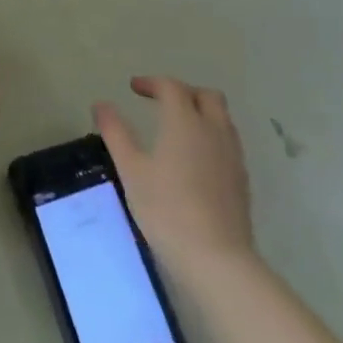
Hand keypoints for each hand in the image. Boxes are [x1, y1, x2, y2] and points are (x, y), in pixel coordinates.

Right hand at [94, 76, 254, 273]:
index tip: (134, 88)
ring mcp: (232, 156)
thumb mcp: (131, 169)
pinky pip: (228, 143)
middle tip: (161, 103)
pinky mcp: (242, 181)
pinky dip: (211, 137)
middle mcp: (213, 130)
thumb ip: (115, 132)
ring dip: (201, 113)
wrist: (217, 260)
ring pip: (221, 118)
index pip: (172, 87)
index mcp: (185, 121)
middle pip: (206, 96)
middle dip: (183, 92)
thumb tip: (101, 104)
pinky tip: (196, 160)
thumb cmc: (167, 209)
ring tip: (178, 129)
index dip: (152, 82)